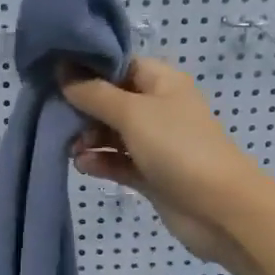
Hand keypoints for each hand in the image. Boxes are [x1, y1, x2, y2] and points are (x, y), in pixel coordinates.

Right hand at [62, 57, 274, 267]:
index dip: (89, 69)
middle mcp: (159, 108)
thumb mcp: (131, 113)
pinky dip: (100, 161)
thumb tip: (62, 69)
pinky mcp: (151, 174)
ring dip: (88, 138)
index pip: (120, 65)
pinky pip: (118, 161)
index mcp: (162, 82)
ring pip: (112, 133)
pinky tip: (83, 166)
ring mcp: (156, 143)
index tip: (55, 76)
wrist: (219, 209)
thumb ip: (93, 93)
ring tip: (71, 148)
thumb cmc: (177, 148)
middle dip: (84, 108)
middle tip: (58, 118)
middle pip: (112, 99)